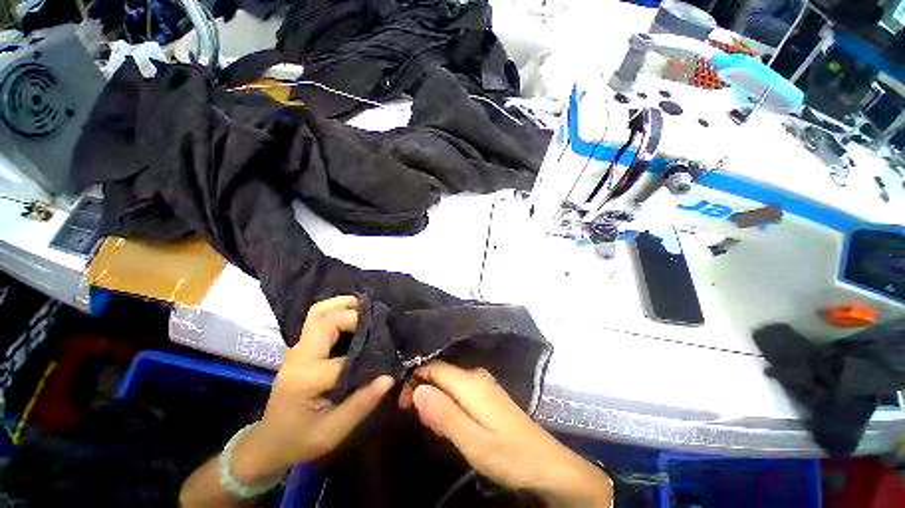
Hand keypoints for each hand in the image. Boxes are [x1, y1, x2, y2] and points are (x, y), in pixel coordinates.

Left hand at [232, 296, 393, 484]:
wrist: (267, 443)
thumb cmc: (299, 440)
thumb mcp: (333, 431)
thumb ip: (362, 404)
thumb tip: (389, 377)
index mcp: (307, 378)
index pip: (345, 357)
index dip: (369, 354)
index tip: (388, 355)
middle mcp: (299, 356)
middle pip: (326, 320)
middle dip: (354, 314)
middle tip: (379, 319)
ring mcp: (297, 349)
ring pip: (317, 313)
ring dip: (342, 304)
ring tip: (366, 306)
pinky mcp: (299, 348)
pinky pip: (317, 319)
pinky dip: (336, 311)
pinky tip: (353, 315)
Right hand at [399, 361, 611, 507]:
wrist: (546, 463)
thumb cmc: (509, 455)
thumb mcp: (473, 442)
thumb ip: (444, 414)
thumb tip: (417, 390)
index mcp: (470, 383)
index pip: (434, 368)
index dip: (415, 381)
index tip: (403, 405)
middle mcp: (476, 376)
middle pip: (441, 373)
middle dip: (425, 393)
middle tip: (423, 424)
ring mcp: (484, 384)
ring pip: (450, 383)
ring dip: (437, 401)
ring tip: (438, 429)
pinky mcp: (488, 394)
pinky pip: (460, 391)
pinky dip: (449, 404)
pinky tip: (454, 425)